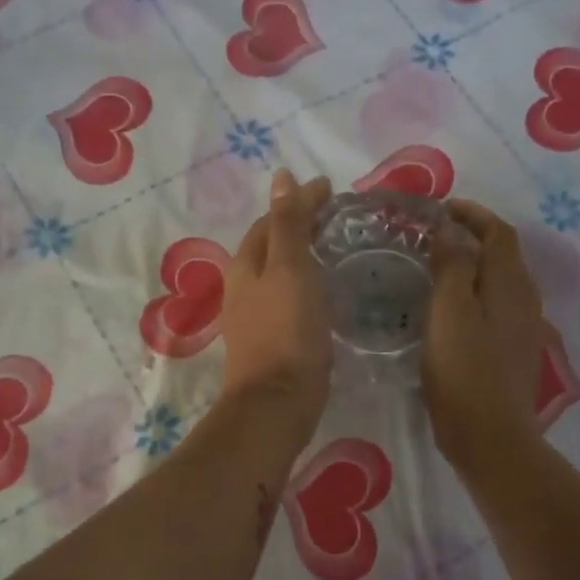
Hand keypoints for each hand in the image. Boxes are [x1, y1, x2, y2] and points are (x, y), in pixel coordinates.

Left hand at [219, 169, 333, 435]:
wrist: (278, 401)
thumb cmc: (287, 330)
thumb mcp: (290, 268)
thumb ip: (288, 224)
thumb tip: (282, 178)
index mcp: (246, 264)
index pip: (272, 220)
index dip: (299, 201)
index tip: (331, 190)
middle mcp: (243, 286)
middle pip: (272, 244)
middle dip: (299, 224)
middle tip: (336, 216)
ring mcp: (254, 315)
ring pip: (279, 271)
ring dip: (302, 253)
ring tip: (333, 246)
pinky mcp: (271, 338)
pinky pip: (288, 296)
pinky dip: (305, 281)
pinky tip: (323, 290)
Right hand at [423, 199, 545, 467]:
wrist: (490, 436)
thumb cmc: (463, 371)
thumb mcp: (449, 311)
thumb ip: (452, 265)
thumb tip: (450, 228)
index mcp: (510, 284)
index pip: (498, 233)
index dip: (473, 214)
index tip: (441, 209)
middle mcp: (524, 299)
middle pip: (504, 255)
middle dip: (474, 236)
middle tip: (436, 235)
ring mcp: (523, 327)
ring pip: (502, 281)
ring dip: (476, 264)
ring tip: (440, 266)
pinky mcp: (514, 351)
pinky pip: (498, 306)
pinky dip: (477, 292)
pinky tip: (453, 308)